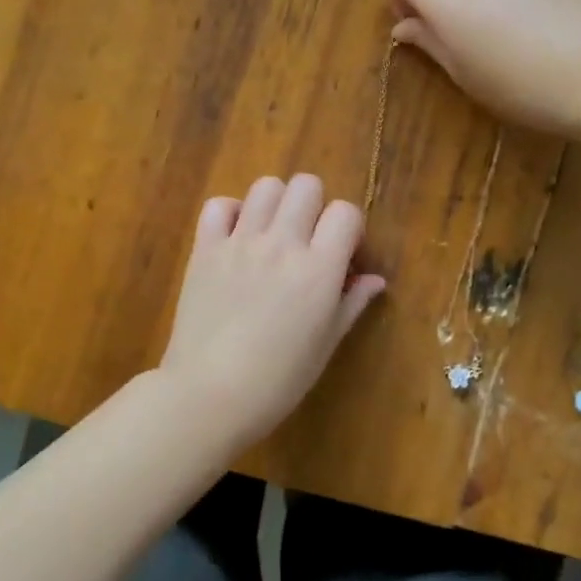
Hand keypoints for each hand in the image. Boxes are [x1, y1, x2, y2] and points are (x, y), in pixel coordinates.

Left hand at [159, 174, 386, 448]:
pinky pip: (219, 205)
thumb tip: (375, 279)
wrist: (209, 395)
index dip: (349, 228)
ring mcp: (240, 242)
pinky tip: (237, 237)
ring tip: (272, 234)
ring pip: (266, 186)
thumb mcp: (325, 345)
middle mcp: (281, 244)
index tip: (343, 253)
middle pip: (306, 185)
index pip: (346, 212)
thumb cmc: (277, 381)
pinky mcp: (205, 248)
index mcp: (318, 269)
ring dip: (276, 203)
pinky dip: (231, 212)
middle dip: (315, 206)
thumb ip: (351, 303)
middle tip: (308, 240)